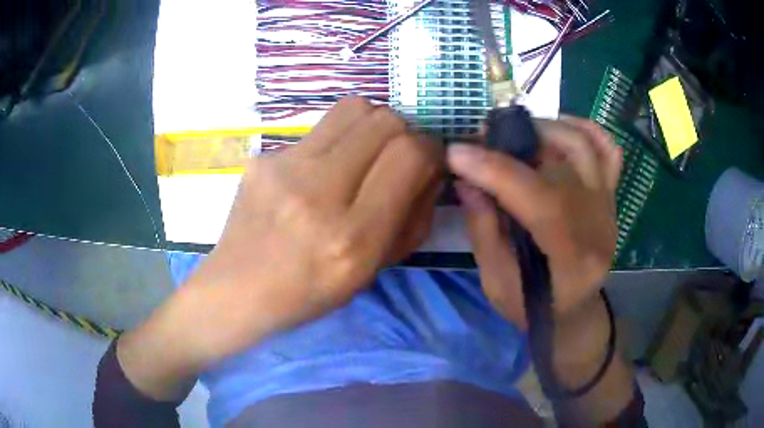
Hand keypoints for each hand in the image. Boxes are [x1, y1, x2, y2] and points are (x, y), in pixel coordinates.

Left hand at [117, 97, 442, 400]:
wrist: (238, 289)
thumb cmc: (310, 292)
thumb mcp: (374, 270)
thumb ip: (413, 217)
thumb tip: (430, 168)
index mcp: (353, 237)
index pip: (409, 156)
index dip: (430, 149)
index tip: (428, 159)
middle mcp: (318, 194)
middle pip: (385, 120)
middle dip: (405, 132)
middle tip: (397, 155)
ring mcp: (284, 168)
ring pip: (354, 108)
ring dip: (373, 124)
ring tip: (365, 152)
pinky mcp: (263, 157)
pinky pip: (319, 128)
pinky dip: (337, 139)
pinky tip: (321, 168)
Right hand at [448, 116, 620, 327]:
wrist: (573, 310)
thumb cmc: (532, 307)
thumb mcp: (497, 283)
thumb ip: (483, 230)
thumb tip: (466, 179)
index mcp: (573, 262)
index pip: (542, 203)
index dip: (497, 172)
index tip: (457, 153)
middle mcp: (600, 226)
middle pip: (565, 165)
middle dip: (516, 141)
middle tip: (482, 138)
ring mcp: (609, 205)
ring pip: (584, 146)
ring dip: (544, 128)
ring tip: (513, 134)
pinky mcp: (610, 194)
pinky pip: (606, 148)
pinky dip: (581, 129)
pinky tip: (554, 130)